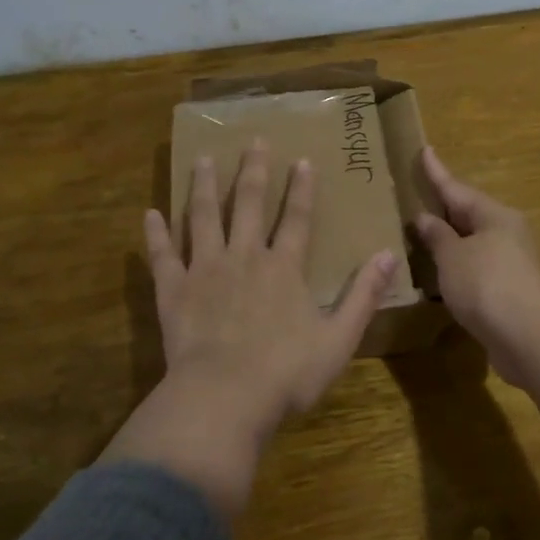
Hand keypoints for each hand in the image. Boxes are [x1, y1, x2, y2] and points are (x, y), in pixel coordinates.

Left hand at [101, 140, 397, 516]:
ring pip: (204, 218)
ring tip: (203, 160)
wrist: (224, 397)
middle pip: (249, 205)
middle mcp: (244, 257)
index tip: (301, 160)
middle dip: (253, 172)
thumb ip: (363, 295)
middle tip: (252, 141)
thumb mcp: (339, 338)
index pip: (297, 219)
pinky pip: (163, 255)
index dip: (301, 189)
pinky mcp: (173, 290)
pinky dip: (156, 234)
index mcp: (284, 268)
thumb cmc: (286, 373)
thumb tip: (389, 255)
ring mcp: (205, 270)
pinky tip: (150, 213)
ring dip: (205, 187)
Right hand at [412, 147, 539, 373]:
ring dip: (452, 239)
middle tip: (421, 195)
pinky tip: (443, 273)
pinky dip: (459, 266)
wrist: (529, 338)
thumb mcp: (452, 257)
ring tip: (425, 234)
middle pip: (470, 214)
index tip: (425, 150)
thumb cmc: (486, 285)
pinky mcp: (513, 290)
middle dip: (445, 207)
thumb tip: (425, 218)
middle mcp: (509, 233)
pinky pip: (479, 267)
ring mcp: (514, 263)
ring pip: (475, 242)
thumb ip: (437, 236)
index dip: (437, 172)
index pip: (457, 189)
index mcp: (495, 216)